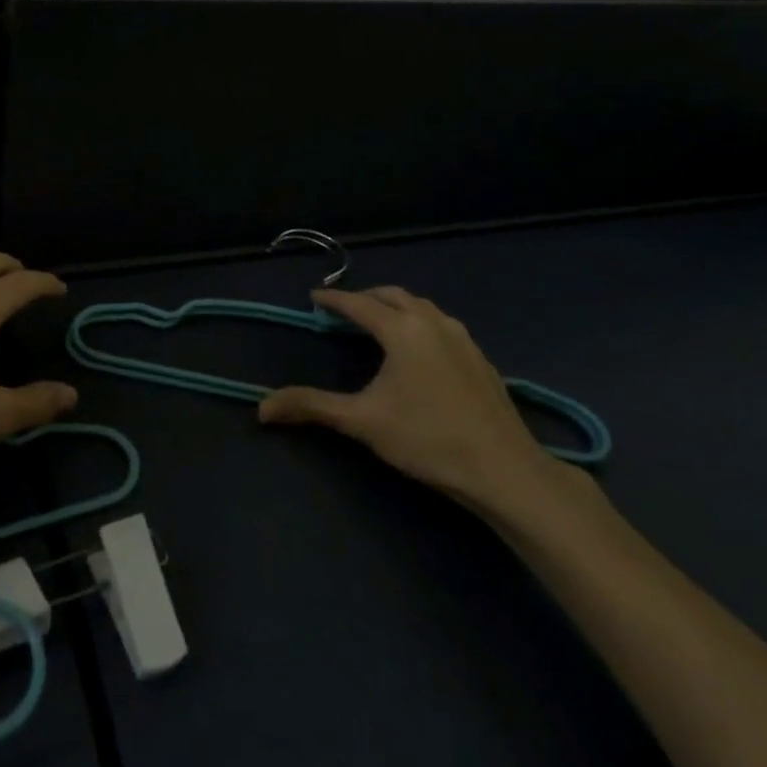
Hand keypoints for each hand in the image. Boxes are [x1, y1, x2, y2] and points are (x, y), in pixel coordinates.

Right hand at [258, 286, 561, 512]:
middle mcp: (433, 323)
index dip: (334, 299)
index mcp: (402, 329)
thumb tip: (262, 407)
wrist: (505, 470)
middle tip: (344, 311)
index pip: (359, 304)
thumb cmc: (427, 439)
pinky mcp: (481, 358)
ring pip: (423, 307)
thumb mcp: (362, 422)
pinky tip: (420, 350)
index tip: (315, 297)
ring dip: (396, 307)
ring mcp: (463, 339)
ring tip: (380, 324)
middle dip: (366, 298)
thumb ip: (311, 406)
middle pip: (393, 296)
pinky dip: (421, 323)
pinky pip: (443, 325)